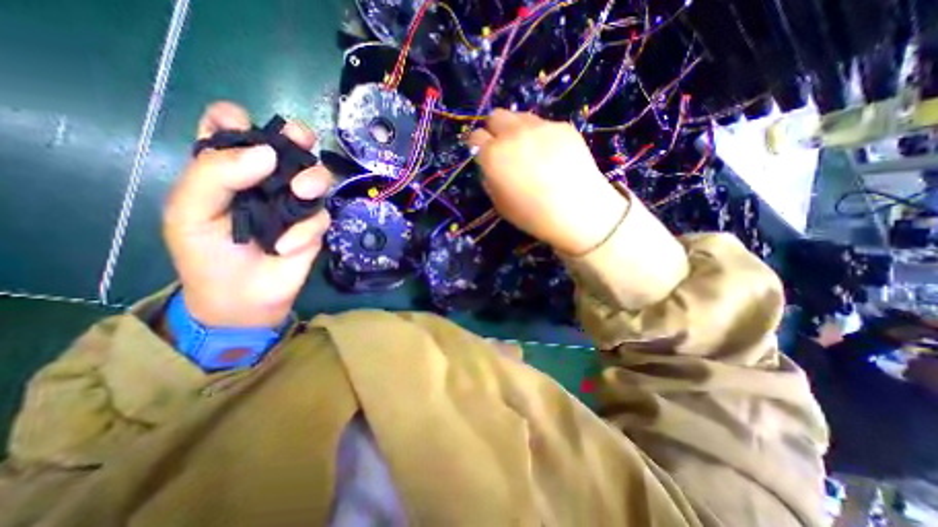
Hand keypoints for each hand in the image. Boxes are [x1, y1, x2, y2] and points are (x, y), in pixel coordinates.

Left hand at [164, 100, 332, 327]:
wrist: (241, 298)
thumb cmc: (208, 254)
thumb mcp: (190, 212)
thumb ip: (215, 174)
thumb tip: (267, 153)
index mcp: (228, 171)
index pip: (231, 130)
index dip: (237, 120)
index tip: (241, 126)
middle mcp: (266, 182)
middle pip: (289, 146)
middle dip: (298, 136)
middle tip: (301, 140)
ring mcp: (295, 204)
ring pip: (317, 177)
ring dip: (314, 180)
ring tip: (301, 193)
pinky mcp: (314, 227)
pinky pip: (320, 217)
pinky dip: (305, 230)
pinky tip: (286, 246)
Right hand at [468, 109, 625, 254]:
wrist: (577, 211)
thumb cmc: (532, 215)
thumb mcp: (500, 203)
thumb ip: (490, 178)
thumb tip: (491, 166)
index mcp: (493, 155)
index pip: (475, 137)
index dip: (477, 145)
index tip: (482, 153)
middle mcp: (513, 134)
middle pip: (496, 117)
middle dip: (495, 130)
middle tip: (503, 148)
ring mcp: (540, 126)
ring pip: (519, 116)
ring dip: (516, 129)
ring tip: (527, 149)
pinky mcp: (562, 126)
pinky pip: (543, 124)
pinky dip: (539, 135)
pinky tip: (550, 154)